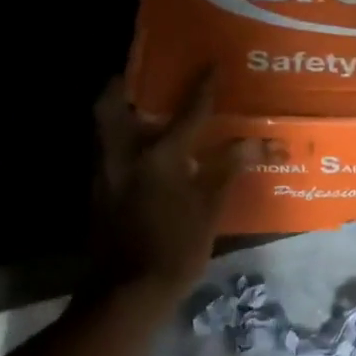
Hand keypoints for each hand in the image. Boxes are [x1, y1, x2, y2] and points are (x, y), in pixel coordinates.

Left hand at [94, 70, 245, 294]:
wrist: (128, 291)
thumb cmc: (176, 247)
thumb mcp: (211, 208)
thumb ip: (229, 169)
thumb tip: (258, 141)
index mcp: (159, 156)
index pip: (188, 112)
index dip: (203, 86)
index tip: (212, 63)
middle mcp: (124, 155)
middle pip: (110, 104)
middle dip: (121, 85)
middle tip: (141, 76)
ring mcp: (104, 172)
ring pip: (103, 127)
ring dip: (118, 111)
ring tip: (141, 107)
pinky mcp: (97, 191)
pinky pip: (104, 150)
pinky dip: (119, 140)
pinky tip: (140, 151)